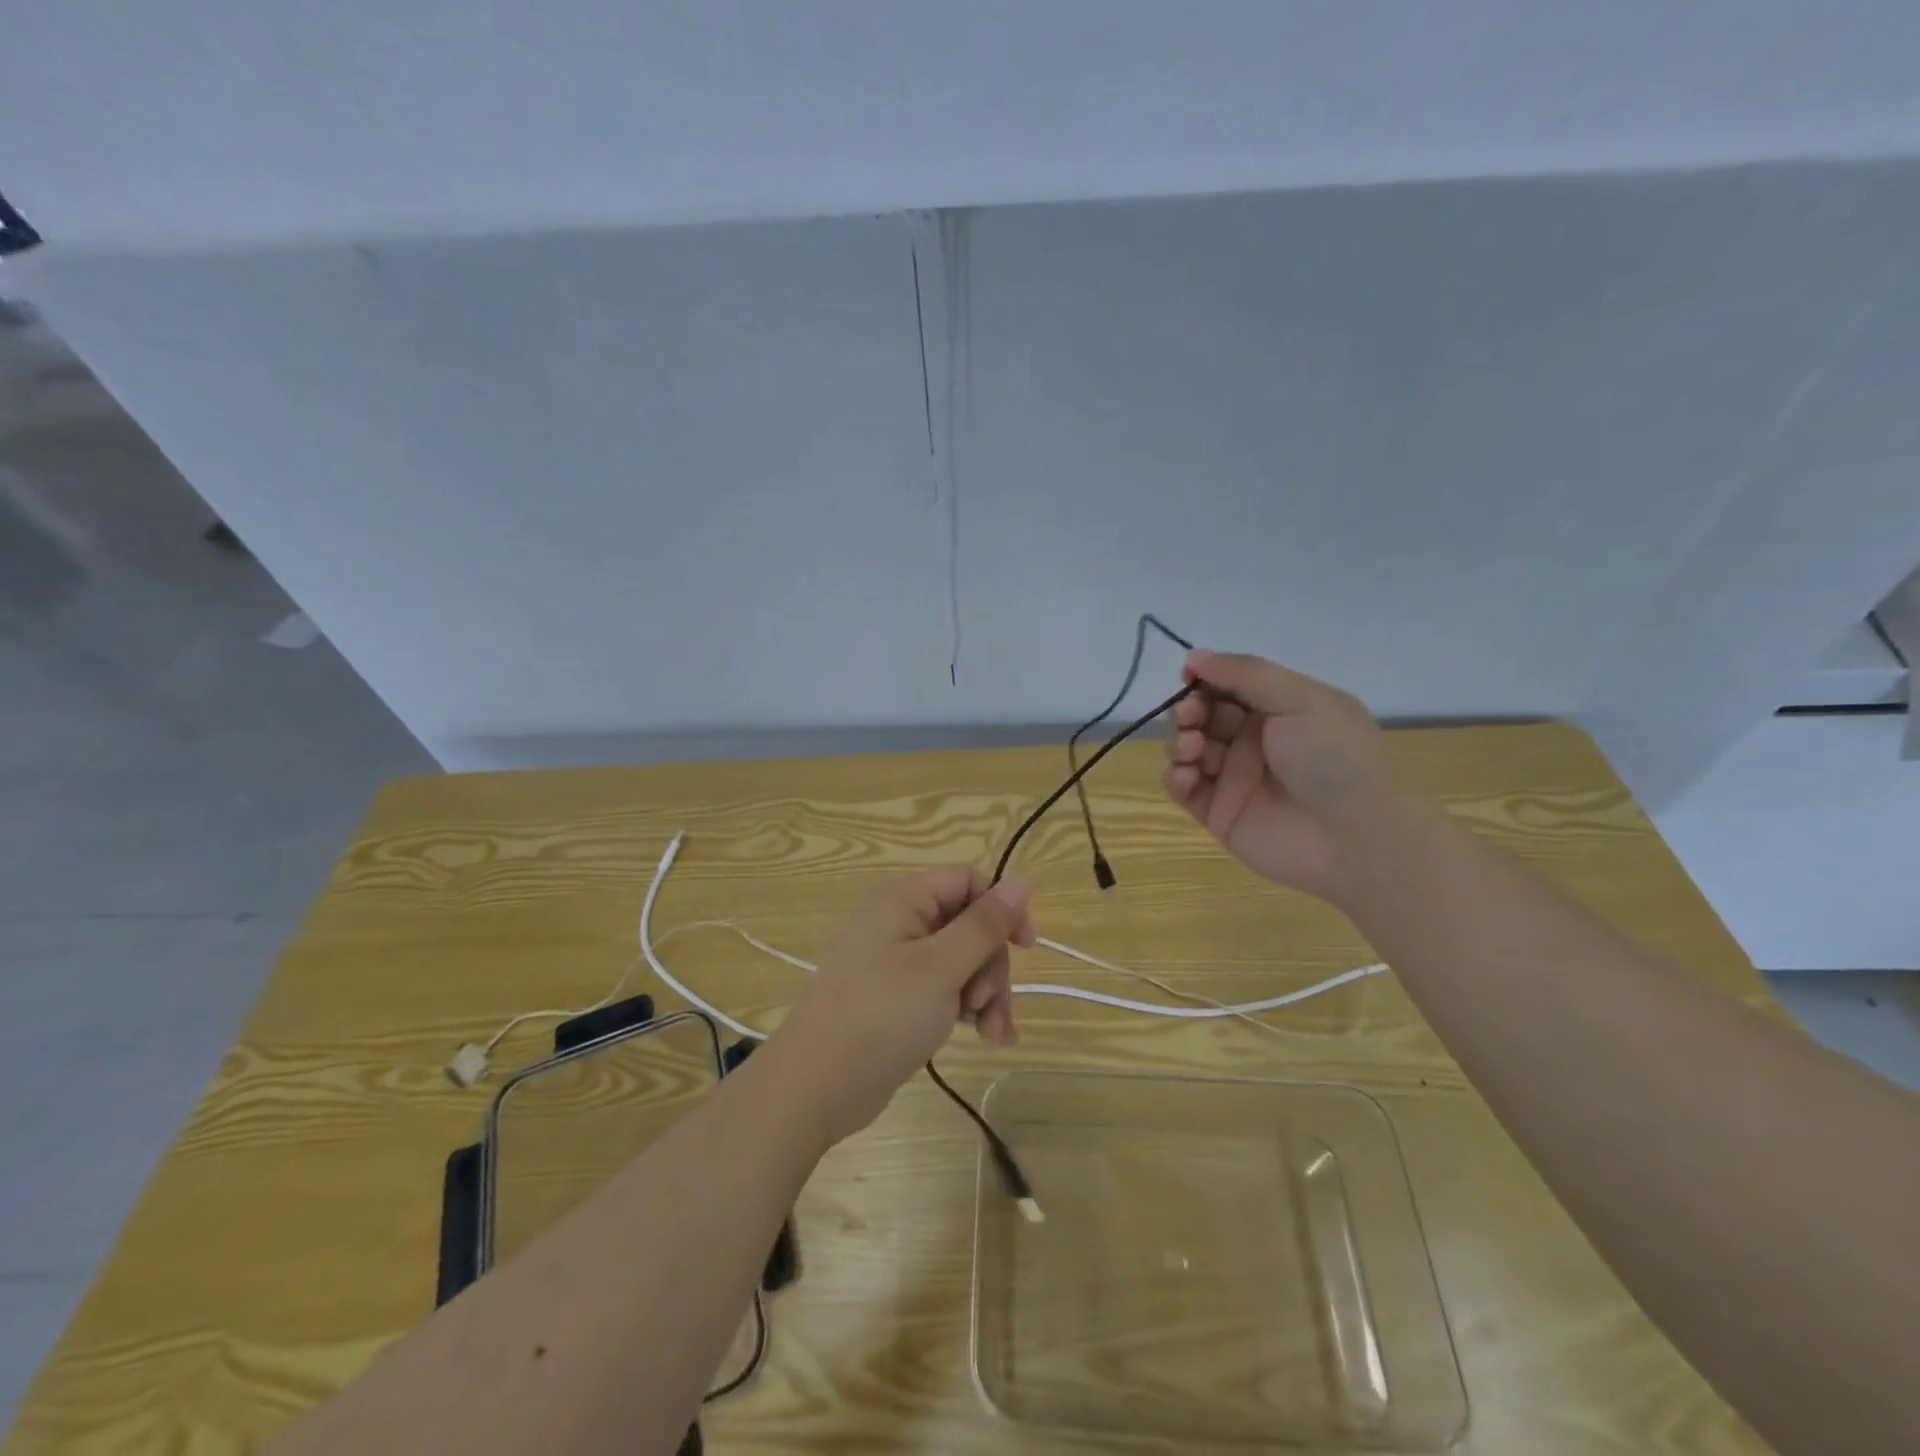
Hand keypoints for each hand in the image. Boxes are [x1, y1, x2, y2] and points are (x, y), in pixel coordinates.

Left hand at [767, 868, 1035, 1144]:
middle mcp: (902, 922)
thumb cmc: (880, 1015)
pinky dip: (970, 1008)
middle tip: (986, 1003)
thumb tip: (1021, 881)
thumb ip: (983, 924)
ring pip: (965, 961)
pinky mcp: (901, 997)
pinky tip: (989, 1038)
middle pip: (971, 925)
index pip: (969, 882)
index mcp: (904, 899)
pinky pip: (948, 989)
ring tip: (990, 1033)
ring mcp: (900, 961)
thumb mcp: (940, 967)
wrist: (817, 1086)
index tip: (1026, 946)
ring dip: (986, 994)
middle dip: (991, 966)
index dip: (1002, 908)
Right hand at [1164, 648, 1397, 905]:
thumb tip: (1194, 656)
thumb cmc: (1334, 758)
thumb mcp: (1300, 700)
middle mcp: (1255, 741)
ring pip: (1188, 749)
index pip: (1230, 685)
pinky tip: (1186, 775)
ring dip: (1180, 741)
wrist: (1356, 839)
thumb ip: (1245, 674)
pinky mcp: (1220, 813)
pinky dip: (1176, 777)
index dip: (1206, 678)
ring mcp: (1235, 779)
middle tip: (1191, 716)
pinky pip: (1184, 789)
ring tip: (1191, 748)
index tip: (1189, 676)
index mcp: (1281, 710)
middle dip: (1190, 710)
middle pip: (1204, 716)